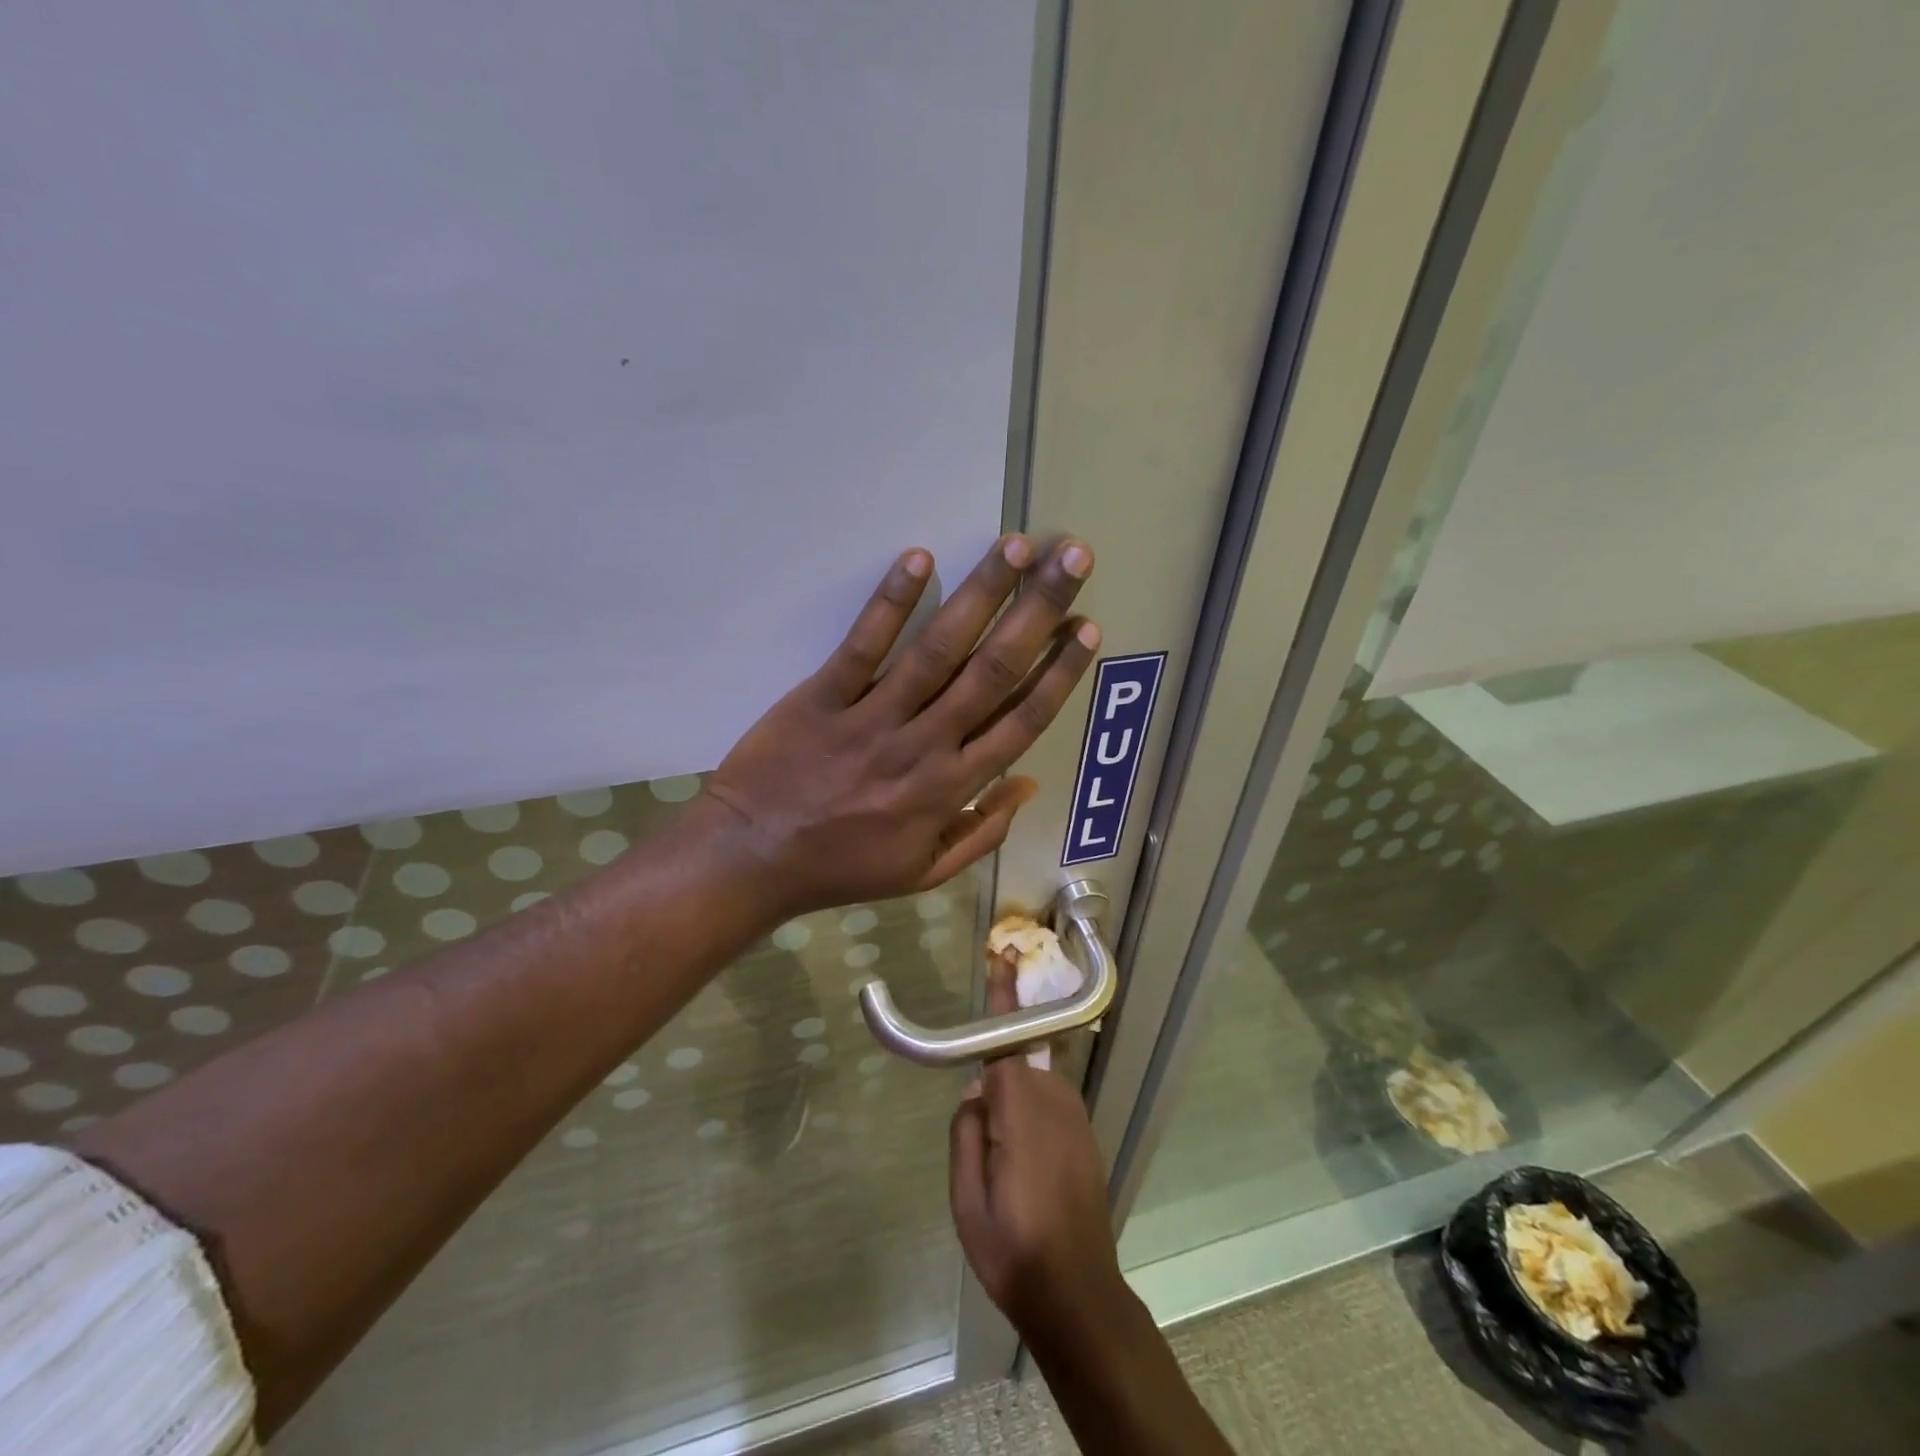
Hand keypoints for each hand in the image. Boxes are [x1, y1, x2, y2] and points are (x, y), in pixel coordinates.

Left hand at [702, 535, 1098, 922]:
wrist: (753, 859)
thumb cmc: (842, 867)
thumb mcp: (923, 873)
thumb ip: (981, 833)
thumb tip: (1027, 784)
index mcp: (951, 789)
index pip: (1021, 721)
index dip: (1058, 672)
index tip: (1086, 627)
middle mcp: (924, 745)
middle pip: (992, 670)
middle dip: (1038, 611)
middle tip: (1072, 559)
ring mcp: (872, 718)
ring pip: (939, 649)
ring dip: (982, 593)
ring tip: (1018, 546)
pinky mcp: (822, 697)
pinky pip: (862, 646)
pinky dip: (891, 603)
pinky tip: (920, 559)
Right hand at [948, 958, 1129, 1349]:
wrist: (1078, 1295)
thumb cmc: (1014, 1250)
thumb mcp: (966, 1201)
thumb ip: (966, 1134)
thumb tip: (975, 1094)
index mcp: (1021, 1111)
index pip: (1007, 1039)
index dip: (1003, 995)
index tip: (1002, 954)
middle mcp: (1054, 1102)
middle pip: (1016, 1064)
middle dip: (994, 1085)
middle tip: (982, 1145)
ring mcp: (1076, 1118)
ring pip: (1032, 1087)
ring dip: (1012, 1106)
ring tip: (1003, 1171)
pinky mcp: (1085, 1136)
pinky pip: (1048, 1106)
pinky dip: (1029, 1118)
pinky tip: (1025, 1173)